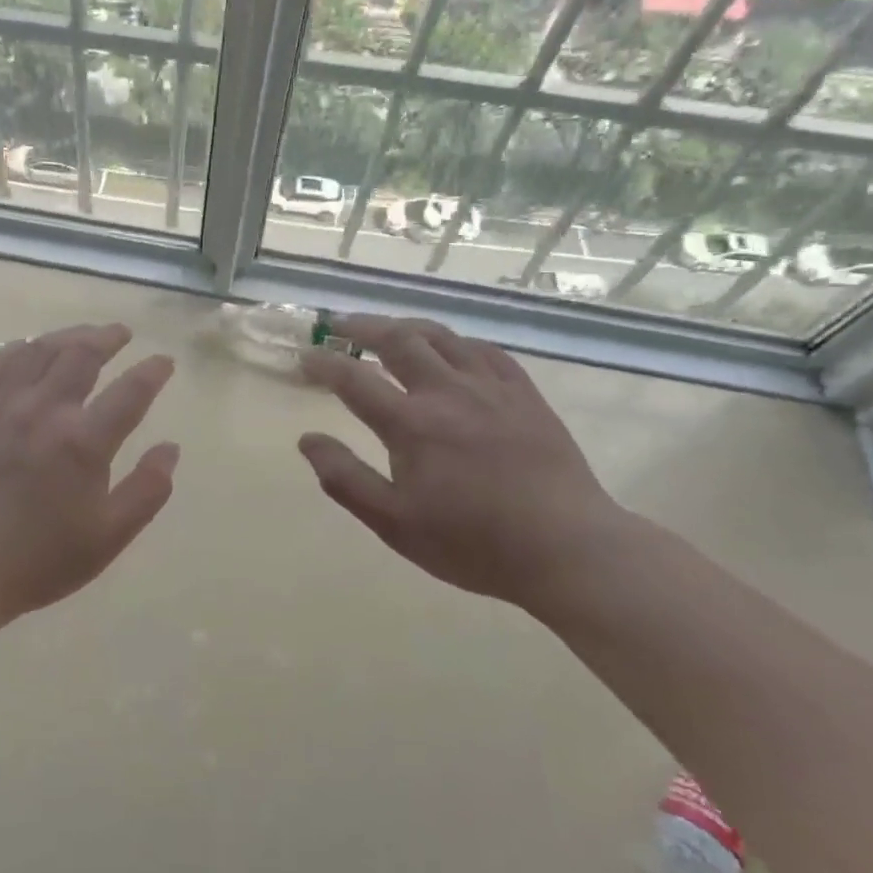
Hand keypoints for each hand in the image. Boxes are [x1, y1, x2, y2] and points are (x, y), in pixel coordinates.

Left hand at [0, 322, 179, 628]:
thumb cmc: (41, 556)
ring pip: (39, 351)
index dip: (153, 372)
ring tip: (83, 335)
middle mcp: (45, 409)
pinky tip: (26, 348)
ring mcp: (3, 405)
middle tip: (122, 333)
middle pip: (82, 355)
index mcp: (84, 441)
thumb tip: (171, 448)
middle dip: (108, 338)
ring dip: (67, 336)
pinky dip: (17, 349)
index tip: (164, 361)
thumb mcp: (109, 536)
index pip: (130, 391)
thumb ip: (148, 490)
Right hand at [298, 315, 624, 606]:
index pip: (354, 379)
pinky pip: (483, 350)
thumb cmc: (472, 543)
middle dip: (361, 326)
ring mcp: (490, 387)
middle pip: (397, 339)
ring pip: (440, 336)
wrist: (567, 548)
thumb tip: (307, 440)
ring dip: (405, 326)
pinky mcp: (523, 393)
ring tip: (386, 328)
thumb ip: (345, 479)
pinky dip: (455, 341)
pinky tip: (449, 349)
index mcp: (411, 424)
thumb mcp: (395, 524)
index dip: (323, 363)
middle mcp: (447, 392)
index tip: (305, 356)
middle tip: (339, 325)